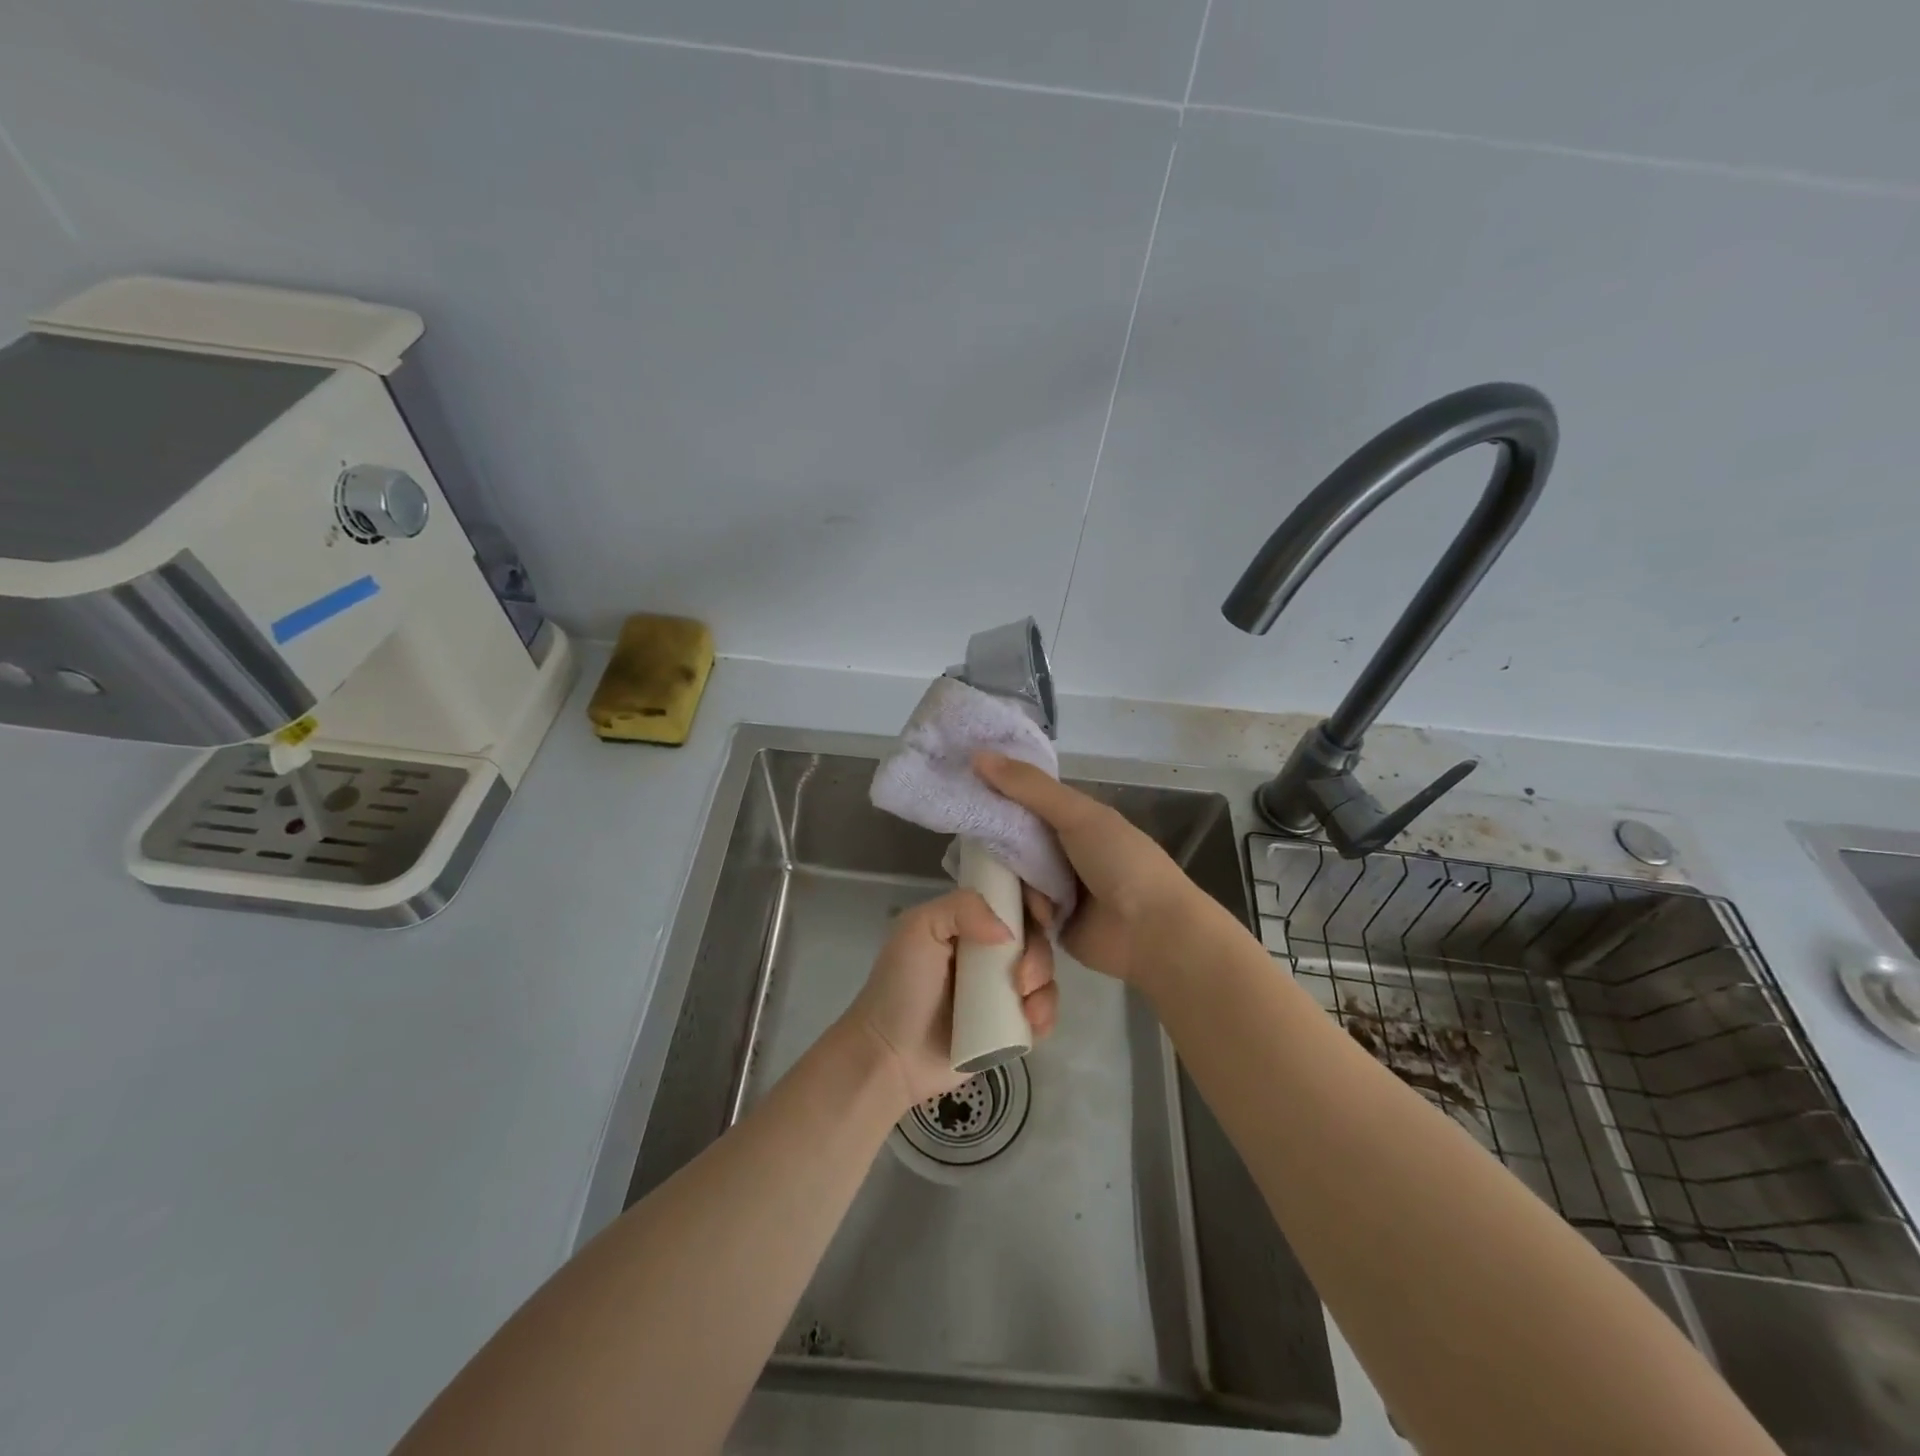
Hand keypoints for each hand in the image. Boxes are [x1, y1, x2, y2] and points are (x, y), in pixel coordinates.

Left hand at [838, 886, 1057, 1109]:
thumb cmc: (900, 986)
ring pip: (1043, 974)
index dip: (1032, 901)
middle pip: (1034, 938)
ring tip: (1025, 1004)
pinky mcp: (1008, 1026)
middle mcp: (988, 952)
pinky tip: (1033, 1021)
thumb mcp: (919, 928)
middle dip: (1039, 953)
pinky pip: (1042, 1012)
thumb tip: (1009, 933)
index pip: (1011, 901)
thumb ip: (962, 908)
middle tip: (1021, 977)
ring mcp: (1000, 990)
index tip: (1040, 914)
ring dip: (1045, 985)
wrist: (890, 1055)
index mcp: (967, 923)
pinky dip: (1046, 1013)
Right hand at [973, 751, 1228, 992]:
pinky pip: (1017, 912)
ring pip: (1010, 878)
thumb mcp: (1077, 815)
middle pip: (1011, 842)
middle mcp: (1060, 850)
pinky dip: (1015, 913)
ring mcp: (1054, 889)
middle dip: (995, 848)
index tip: (958, 792)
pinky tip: (1011, 915)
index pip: (1021, 800)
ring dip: (1010, 886)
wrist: (1152, 932)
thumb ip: (1029, 788)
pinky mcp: (1048, 925)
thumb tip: (977, 755)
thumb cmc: (1121, 863)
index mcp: (1072, 819)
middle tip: (971, 850)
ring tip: (1008, 891)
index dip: (993, 794)